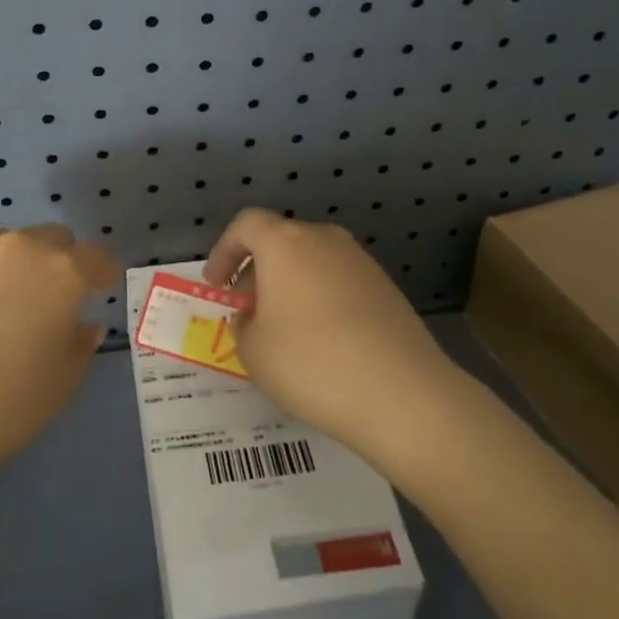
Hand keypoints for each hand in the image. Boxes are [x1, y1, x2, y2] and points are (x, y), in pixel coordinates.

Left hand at [0, 225, 117, 507]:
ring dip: (11, 268)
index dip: (102, 273)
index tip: (100, 290)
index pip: (96, 256)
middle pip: (51, 239)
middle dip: (57, 263)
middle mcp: (19, 248)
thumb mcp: (61, 386)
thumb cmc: (0, 411)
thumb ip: (80, 344)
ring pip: (4, 246)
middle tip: (46, 302)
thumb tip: (83, 322)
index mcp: (61, 274)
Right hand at [204, 209, 462, 470]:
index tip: (216, 286)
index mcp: (285, 243)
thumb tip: (254, 317)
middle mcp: (324, 239)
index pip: (246, 224)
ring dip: (290, 285)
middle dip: (257, 270)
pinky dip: (320, 298)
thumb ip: (243, 326)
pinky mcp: (386, 287)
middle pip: (281, 240)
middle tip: (246, 309)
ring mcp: (360, 261)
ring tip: (282, 329)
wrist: (402, 394)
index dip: (224, 251)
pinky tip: (321, 341)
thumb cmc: (311, 363)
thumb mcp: (254, 352)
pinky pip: (338, 281)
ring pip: (312, 261)